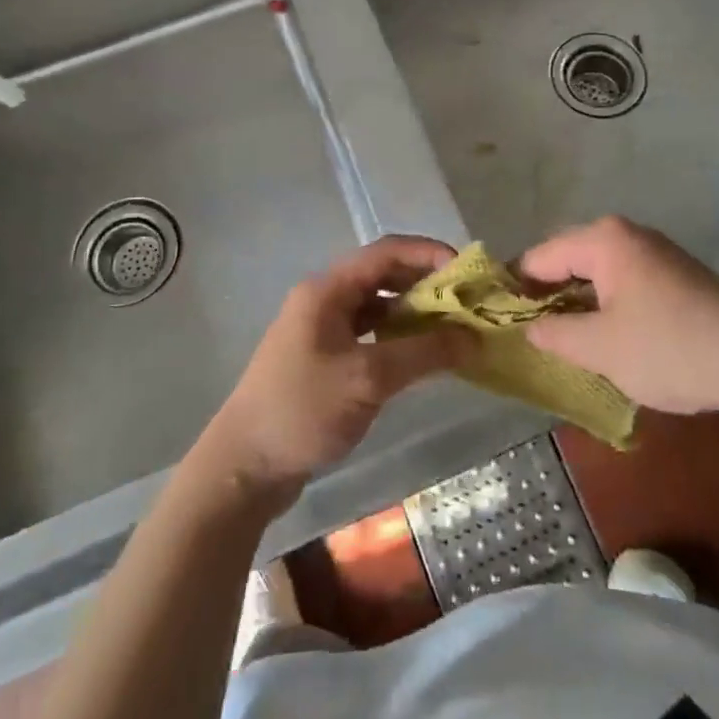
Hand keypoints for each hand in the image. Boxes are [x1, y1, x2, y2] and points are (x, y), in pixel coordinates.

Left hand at [202, 236, 476, 501]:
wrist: (243, 467)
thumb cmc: (302, 410)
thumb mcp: (368, 379)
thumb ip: (423, 352)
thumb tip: (475, 337)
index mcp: (328, 289)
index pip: (387, 251)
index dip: (429, 253)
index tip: (468, 273)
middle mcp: (324, 299)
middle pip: (384, 275)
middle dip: (427, 284)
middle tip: (468, 303)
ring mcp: (322, 329)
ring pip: (378, 306)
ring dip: (415, 312)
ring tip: (453, 328)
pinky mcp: (324, 358)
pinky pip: (370, 333)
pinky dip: (398, 337)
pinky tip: (422, 355)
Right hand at [520, 216, 718, 414]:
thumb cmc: (669, 348)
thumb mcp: (600, 348)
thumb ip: (555, 334)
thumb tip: (530, 328)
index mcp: (603, 240)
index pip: (539, 257)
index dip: (515, 288)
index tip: (498, 320)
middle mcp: (627, 235)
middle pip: (567, 260)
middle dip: (546, 295)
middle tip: (530, 335)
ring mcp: (655, 252)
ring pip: (596, 273)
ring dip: (577, 303)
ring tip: (563, 340)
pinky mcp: (676, 274)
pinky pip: (623, 282)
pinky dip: (606, 305)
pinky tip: (607, 336)